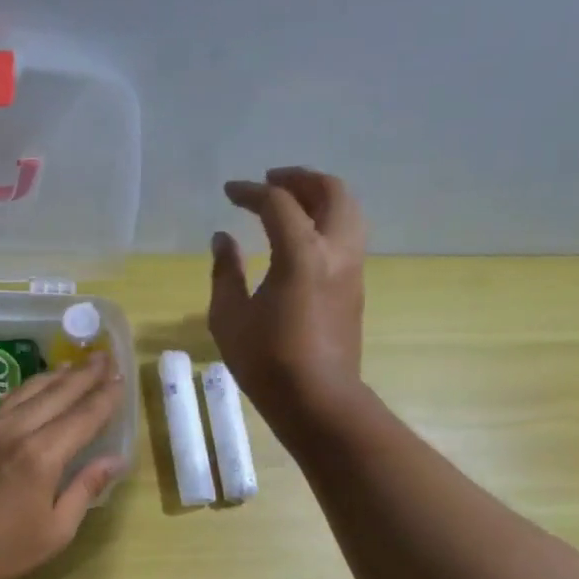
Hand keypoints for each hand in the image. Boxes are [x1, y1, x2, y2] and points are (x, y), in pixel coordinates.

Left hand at [0, 359, 127, 578]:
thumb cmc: (3, 549)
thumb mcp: (57, 529)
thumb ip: (86, 488)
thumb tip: (116, 459)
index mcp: (42, 455)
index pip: (84, 416)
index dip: (106, 397)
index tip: (122, 378)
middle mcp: (17, 430)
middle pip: (58, 393)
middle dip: (85, 374)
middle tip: (106, 356)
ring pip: (30, 389)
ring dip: (57, 375)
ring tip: (77, 365)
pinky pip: (6, 398)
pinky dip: (28, 388)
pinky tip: (36, 387)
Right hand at [209, 166, 366, 428]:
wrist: (318, 400)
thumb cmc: (267, 361)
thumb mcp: (229, 317)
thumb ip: (224, 272)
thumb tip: (223, 239)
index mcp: (302, 253)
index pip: (278, 203)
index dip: (251, 192)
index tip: (230, 192)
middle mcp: (335, 251)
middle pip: (330, 192)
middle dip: (300, 179)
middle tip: (271, 181)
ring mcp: (352, 269)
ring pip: (349, 211)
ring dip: (321, 196)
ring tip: (291, 203)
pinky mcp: (356, 287)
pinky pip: (349, 235)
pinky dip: (329, 220)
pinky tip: (304, 237)